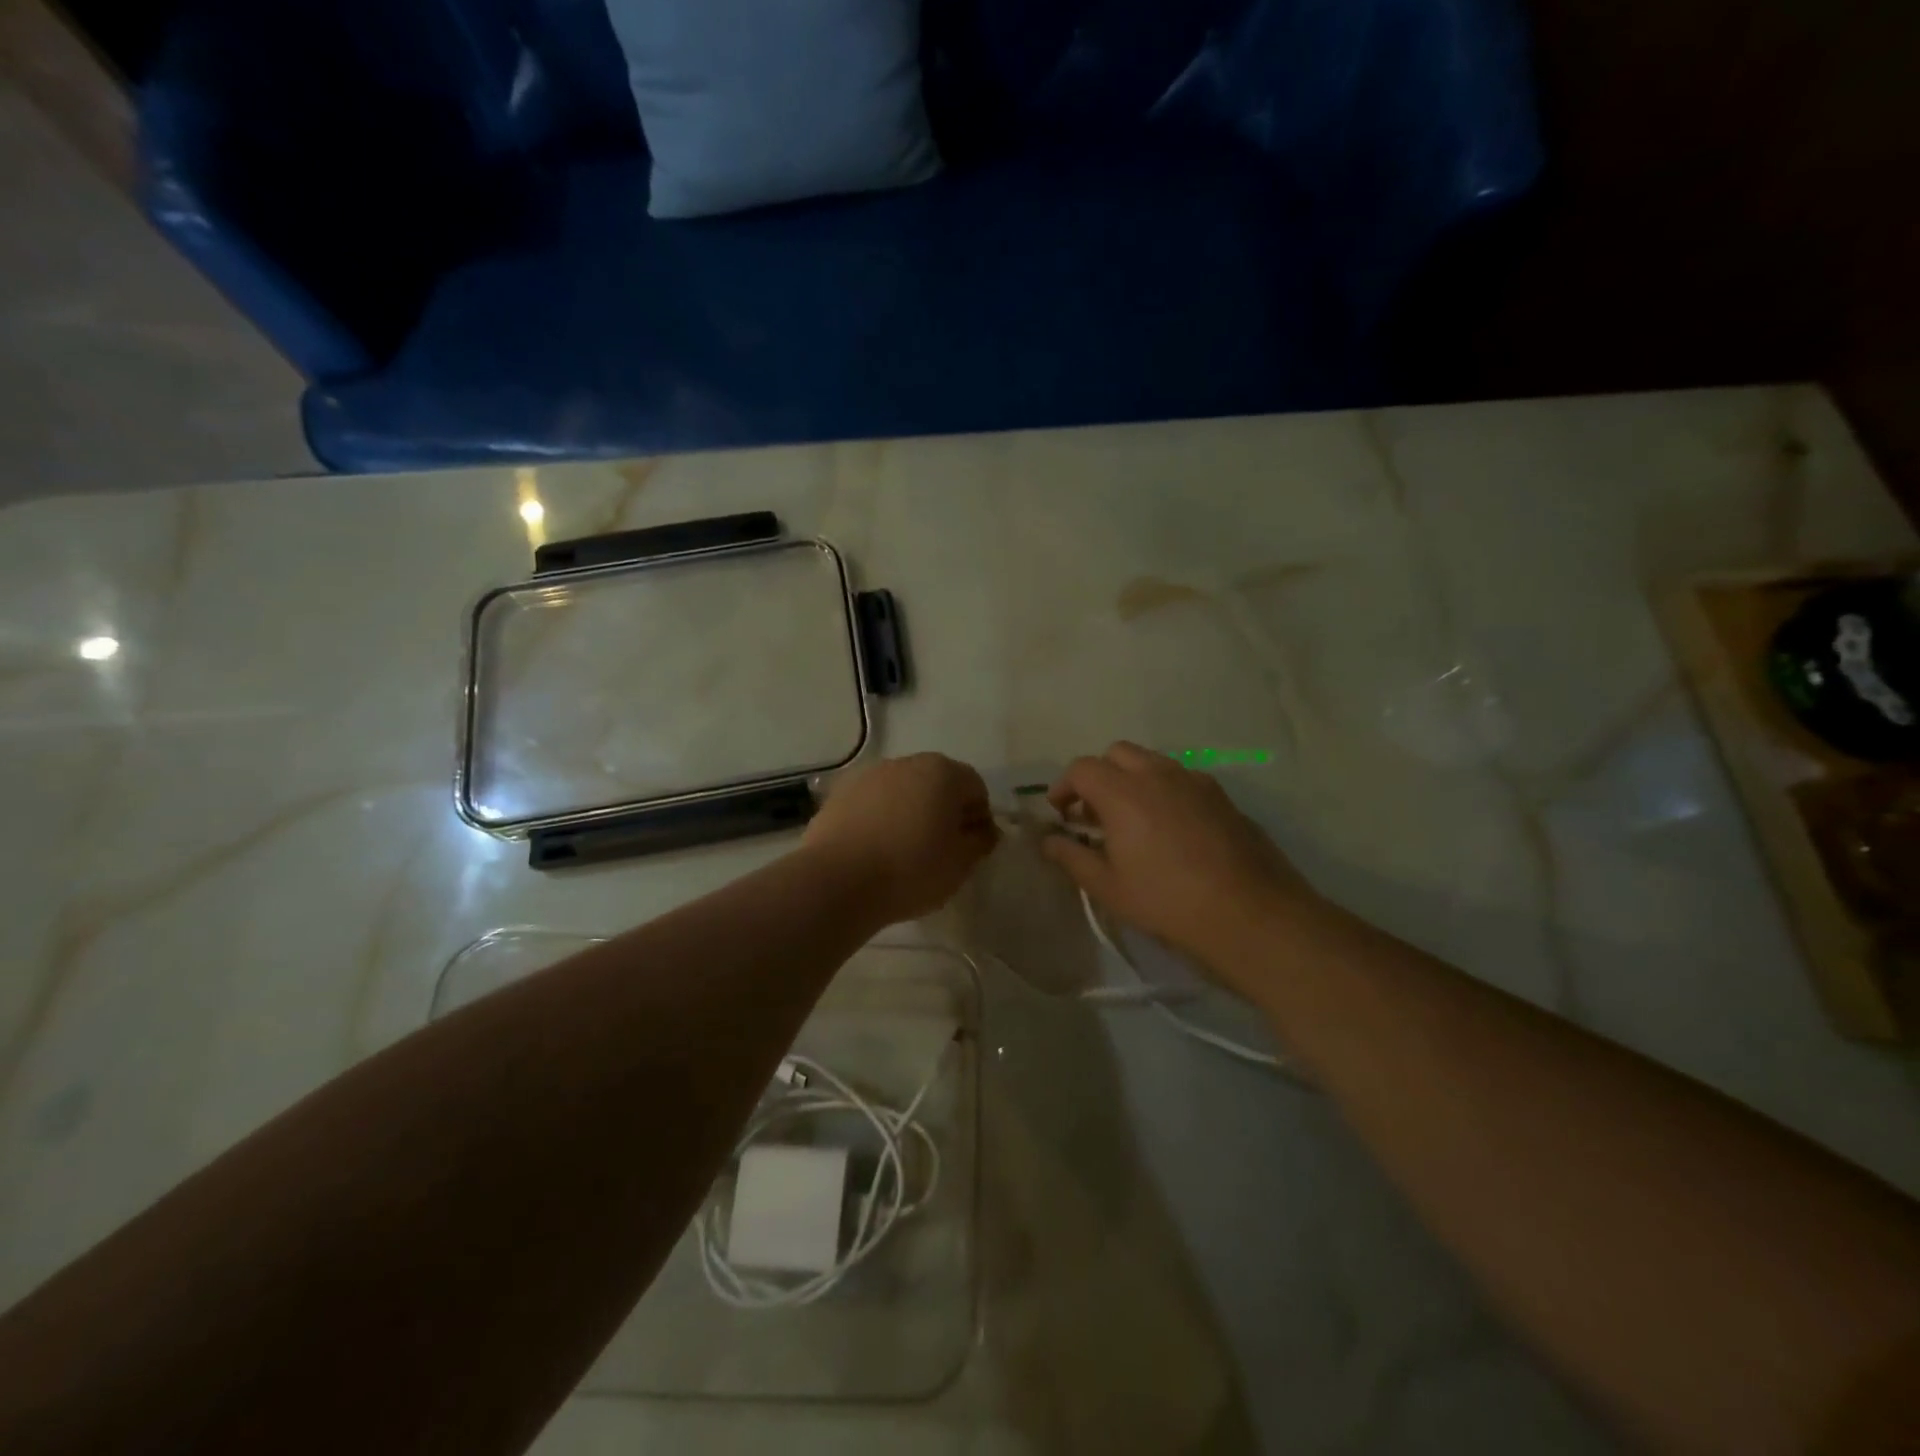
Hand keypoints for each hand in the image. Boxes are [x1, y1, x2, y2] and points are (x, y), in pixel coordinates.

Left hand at [802, 754, 997, 924]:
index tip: (971, 848)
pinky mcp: (840, 793)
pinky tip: (875, 850)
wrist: (838, 880)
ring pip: (903, 791)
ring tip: (904, 851)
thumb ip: (980, 841)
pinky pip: (873, 803)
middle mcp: (907, 763)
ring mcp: (869, 775)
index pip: (975, 787)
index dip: (979, 817)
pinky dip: (880, 818)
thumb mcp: (961, 864)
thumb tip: (984, 829)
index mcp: (943, 772)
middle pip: (937, 783)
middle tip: (941, 849)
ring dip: (910, 812)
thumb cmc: (911, 869)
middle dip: (944, 810)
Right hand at [1042, 742, 1323, 975]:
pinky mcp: (1221, 795)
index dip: (1064, 787)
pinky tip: (1169, 828)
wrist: (1249, 913)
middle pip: (1117, 753)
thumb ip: (1072, 857)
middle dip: (1099, 775)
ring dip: (1132, 779)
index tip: (1061, 814)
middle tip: (1094, 813)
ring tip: (1131, 820)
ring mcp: (1195, 780)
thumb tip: (1048, 841)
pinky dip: (1163, 789)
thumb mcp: (1109, 887)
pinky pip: (1181, 778)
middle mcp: (1158, 774)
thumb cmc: (1167, 901)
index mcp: (1124, 792)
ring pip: (1152, 762)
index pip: (1082, 768)